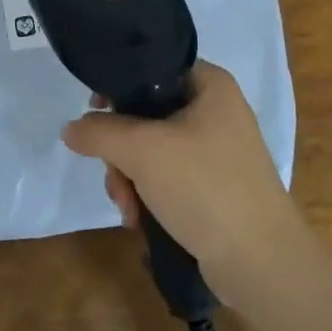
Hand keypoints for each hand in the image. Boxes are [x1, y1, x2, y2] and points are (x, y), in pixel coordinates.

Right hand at [61, 61, 304, 295]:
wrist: (261, 262)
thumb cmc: (204, 186)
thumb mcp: (142, 151)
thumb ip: (99, 132)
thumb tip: (70, 129)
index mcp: (210, 85)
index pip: (152, 68)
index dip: (118, 87)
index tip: (94, 111)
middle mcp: (216, 111)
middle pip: (146, 114)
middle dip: (121, 151)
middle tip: (114, 176)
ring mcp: (216, 151)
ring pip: (151, 150)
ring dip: (129, 178)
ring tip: (128, 208)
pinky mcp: (213, 186)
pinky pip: (167, 177)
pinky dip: (148, 194)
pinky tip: (139, 219)